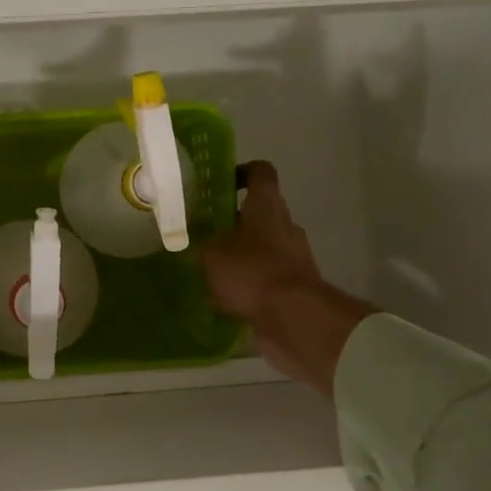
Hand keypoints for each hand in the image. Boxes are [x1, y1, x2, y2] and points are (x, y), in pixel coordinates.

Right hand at [198, 161, 374, 395]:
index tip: (220, 184)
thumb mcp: (211, 254)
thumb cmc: (252, 272)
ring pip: (263, 246)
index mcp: (267, 206)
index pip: (260, 172)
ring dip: (241, 254)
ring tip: (210, 270)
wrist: (295, 318)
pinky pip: (268, 276)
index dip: (241, 172)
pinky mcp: (296, 285)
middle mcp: (285, 225)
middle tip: (204, 233)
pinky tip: (227, 297)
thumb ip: (201, 242)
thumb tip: (195, 239)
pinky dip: (250, 282)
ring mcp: (295, 256)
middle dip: (232, 222)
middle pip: (259, 212)